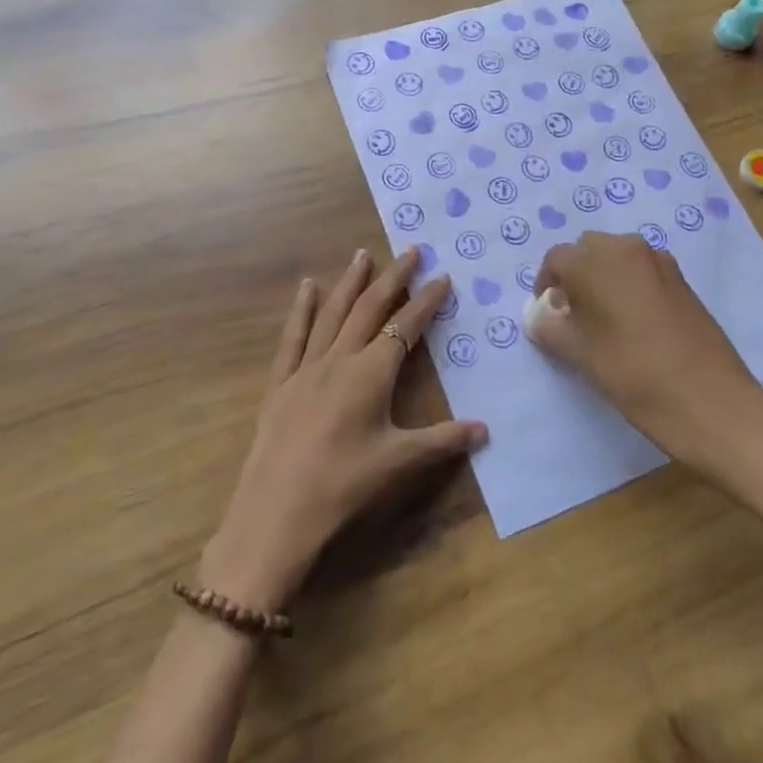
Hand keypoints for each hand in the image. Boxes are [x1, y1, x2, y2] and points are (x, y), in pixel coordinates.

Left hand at [200, 247, 487, 611]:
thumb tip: (485, 430)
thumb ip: (443, 441)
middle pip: (369, 308)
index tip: (442, 277)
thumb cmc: (344, 485)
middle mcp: (340, 359)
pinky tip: (307, 286)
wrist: (277, 512)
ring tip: (362, 254)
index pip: (405, 327)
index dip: (426, 301)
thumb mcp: (399, 462)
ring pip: (333, 313)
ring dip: (350, 281)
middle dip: (393, 277)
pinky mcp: (280, 382)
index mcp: (371, 373)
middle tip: (410, 250)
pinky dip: (302, 309)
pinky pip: (293, 336)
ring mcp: (306, 367)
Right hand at [530, 232, 762, 474]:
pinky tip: (636, 323)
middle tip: (575, 315)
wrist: (710, 400)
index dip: (546, 285)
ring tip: (605, 320)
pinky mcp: (682, 279)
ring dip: (604, 278)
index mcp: (594, 260)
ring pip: (617, 257)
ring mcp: (659, 261)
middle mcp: (626, 248)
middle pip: (587, 250)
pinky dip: (631, 285)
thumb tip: (542, 316)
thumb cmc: (633, 374)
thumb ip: (550, 328)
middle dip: (576, 275)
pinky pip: (643, 270)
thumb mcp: (579, 354)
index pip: (556, 259)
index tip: (549, 315)